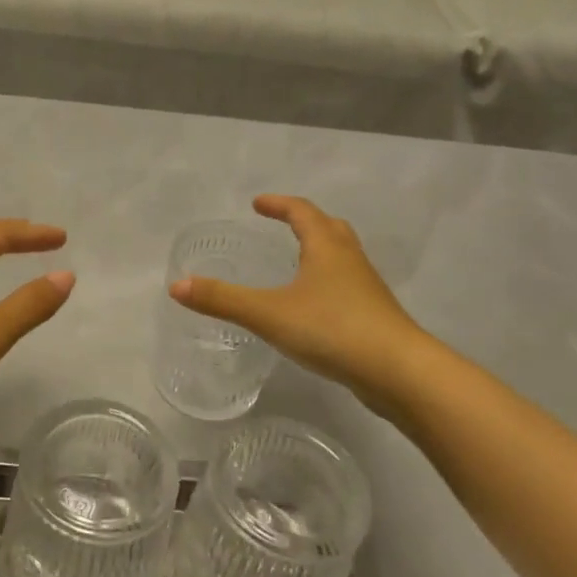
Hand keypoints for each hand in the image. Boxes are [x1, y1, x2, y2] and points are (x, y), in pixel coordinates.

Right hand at [170, 195, 425, 399]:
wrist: (399, 372)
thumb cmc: (333, 329)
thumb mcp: (269, 313)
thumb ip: (223, 300)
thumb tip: (176, 285)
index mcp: (327, 248)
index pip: (302, 212)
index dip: (279, 204)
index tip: (257, 204)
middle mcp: (350, 260)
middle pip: (330, 228)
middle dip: (305, 222)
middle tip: (283, 224)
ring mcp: (367, 289)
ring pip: (343, 257)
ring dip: (320, 250)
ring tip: (297, 262)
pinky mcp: (374, 316)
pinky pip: (348, 286)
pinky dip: (328, 282)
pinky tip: (315, 307)